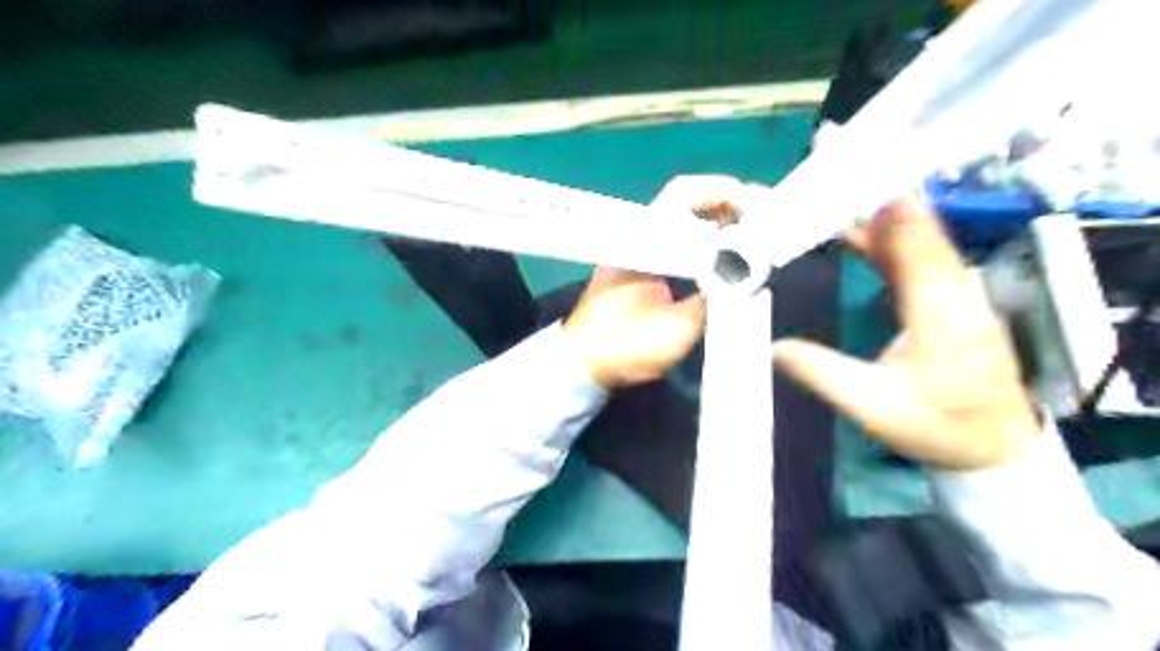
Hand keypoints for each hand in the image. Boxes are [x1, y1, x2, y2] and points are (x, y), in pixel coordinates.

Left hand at [566, 175, 746, 384]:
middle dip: (731, 205)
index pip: (686, 195)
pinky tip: (730, 256)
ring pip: (688, 218)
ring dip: (722, 222)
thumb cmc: (622, 350)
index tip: (758, 211)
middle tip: (765, 223)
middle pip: (691, 199)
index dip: (726, 194)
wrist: (585, 364)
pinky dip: (709, 241)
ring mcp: (639, 247)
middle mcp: (639, 234)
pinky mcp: (644, 263)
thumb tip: (747, 276)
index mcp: (640, 242)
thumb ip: (713, 301)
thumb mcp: (674, 331)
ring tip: (755, 238)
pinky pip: (681, 239)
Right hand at [773, 195, 1037, 470]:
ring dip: (882, 214)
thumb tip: (774, 347)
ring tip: (842, 191)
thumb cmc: (937, 428)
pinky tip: (862, 231)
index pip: (916, 245)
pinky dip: (889, 238)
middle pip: (919, 230)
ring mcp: (956, 294)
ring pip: (919, 240)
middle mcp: (955, 292)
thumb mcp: (873, 408)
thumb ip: (823, 374)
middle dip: (880, 195)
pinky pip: (917, 258)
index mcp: (941, 313)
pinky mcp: (949, 300)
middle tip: (840, 168)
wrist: (994, 447)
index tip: (862, 175)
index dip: (890, 207)